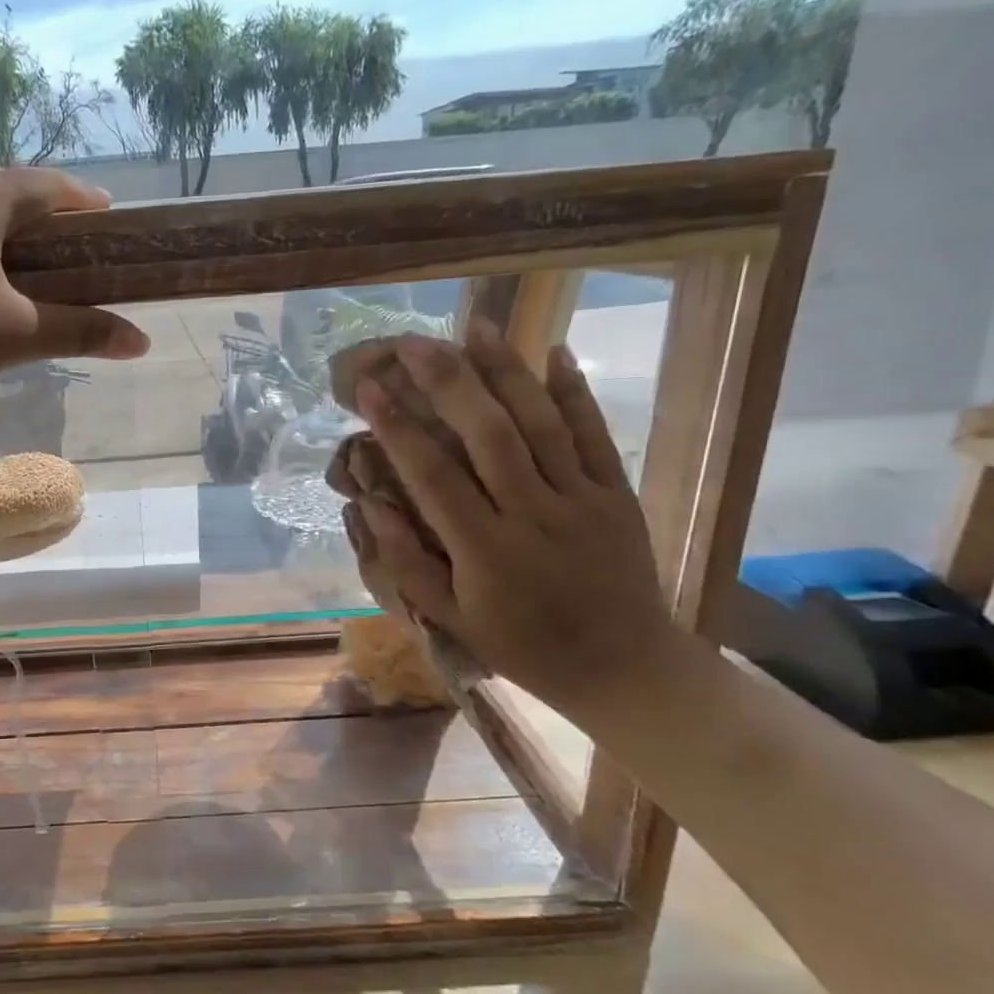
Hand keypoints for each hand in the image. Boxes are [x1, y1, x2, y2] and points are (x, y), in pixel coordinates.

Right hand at [343, 320, 680, 711]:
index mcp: (485, 551)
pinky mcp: (617, 493)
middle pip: (488, 435)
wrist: (623, 666)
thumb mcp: (451, 619)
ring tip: (474, 326)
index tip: (370, 389)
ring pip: (540, 423)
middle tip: (414, 343)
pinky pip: (594, 433)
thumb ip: (407, 561)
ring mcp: (581, 500)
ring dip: (505, 371)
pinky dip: (574, 390)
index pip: (433, 476)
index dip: (398, 428)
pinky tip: (554, 349)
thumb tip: (369, 504)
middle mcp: (533, 515)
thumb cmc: (522, 645)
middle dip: (447, 382)